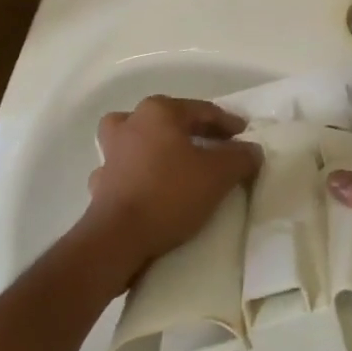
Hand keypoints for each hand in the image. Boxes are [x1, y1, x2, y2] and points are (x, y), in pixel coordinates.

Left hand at [85, 97, 261, 282]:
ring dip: (158, 147)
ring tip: (177, 163)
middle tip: (216, 146)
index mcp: (158, 112)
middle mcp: (130, 124)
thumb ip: (241, 156)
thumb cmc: (170, 193)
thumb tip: (252, 150)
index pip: (202, 110)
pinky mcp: (100, 184)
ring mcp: (110, 154)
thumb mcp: (219, 173)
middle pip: (169, 120)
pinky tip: (152, 189)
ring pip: (140, 140)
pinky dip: (140, 175)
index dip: (228, 123)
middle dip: (193, 131)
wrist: (117, 240)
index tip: (245, 135)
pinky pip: (126, 171)